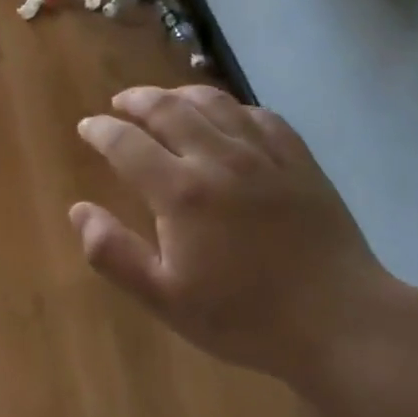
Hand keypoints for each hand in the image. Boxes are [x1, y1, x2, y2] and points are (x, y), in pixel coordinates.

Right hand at [70, 85, 396, 389]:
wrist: (339, 322)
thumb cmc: (245, 317)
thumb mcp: (166, 299)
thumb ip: (114, 253)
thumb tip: (78, 210)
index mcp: (181, 192)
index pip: (127, 143)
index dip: (101, 130)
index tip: (87, 126)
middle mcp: (219, 159)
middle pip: (169, 109)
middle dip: (137, 100)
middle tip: (121, 103)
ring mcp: (264, 155)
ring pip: (214, 102)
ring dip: (180, 94)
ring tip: (165, 101)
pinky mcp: (299, 160)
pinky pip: (259, 115)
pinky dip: (232, 107)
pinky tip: (227, 117)